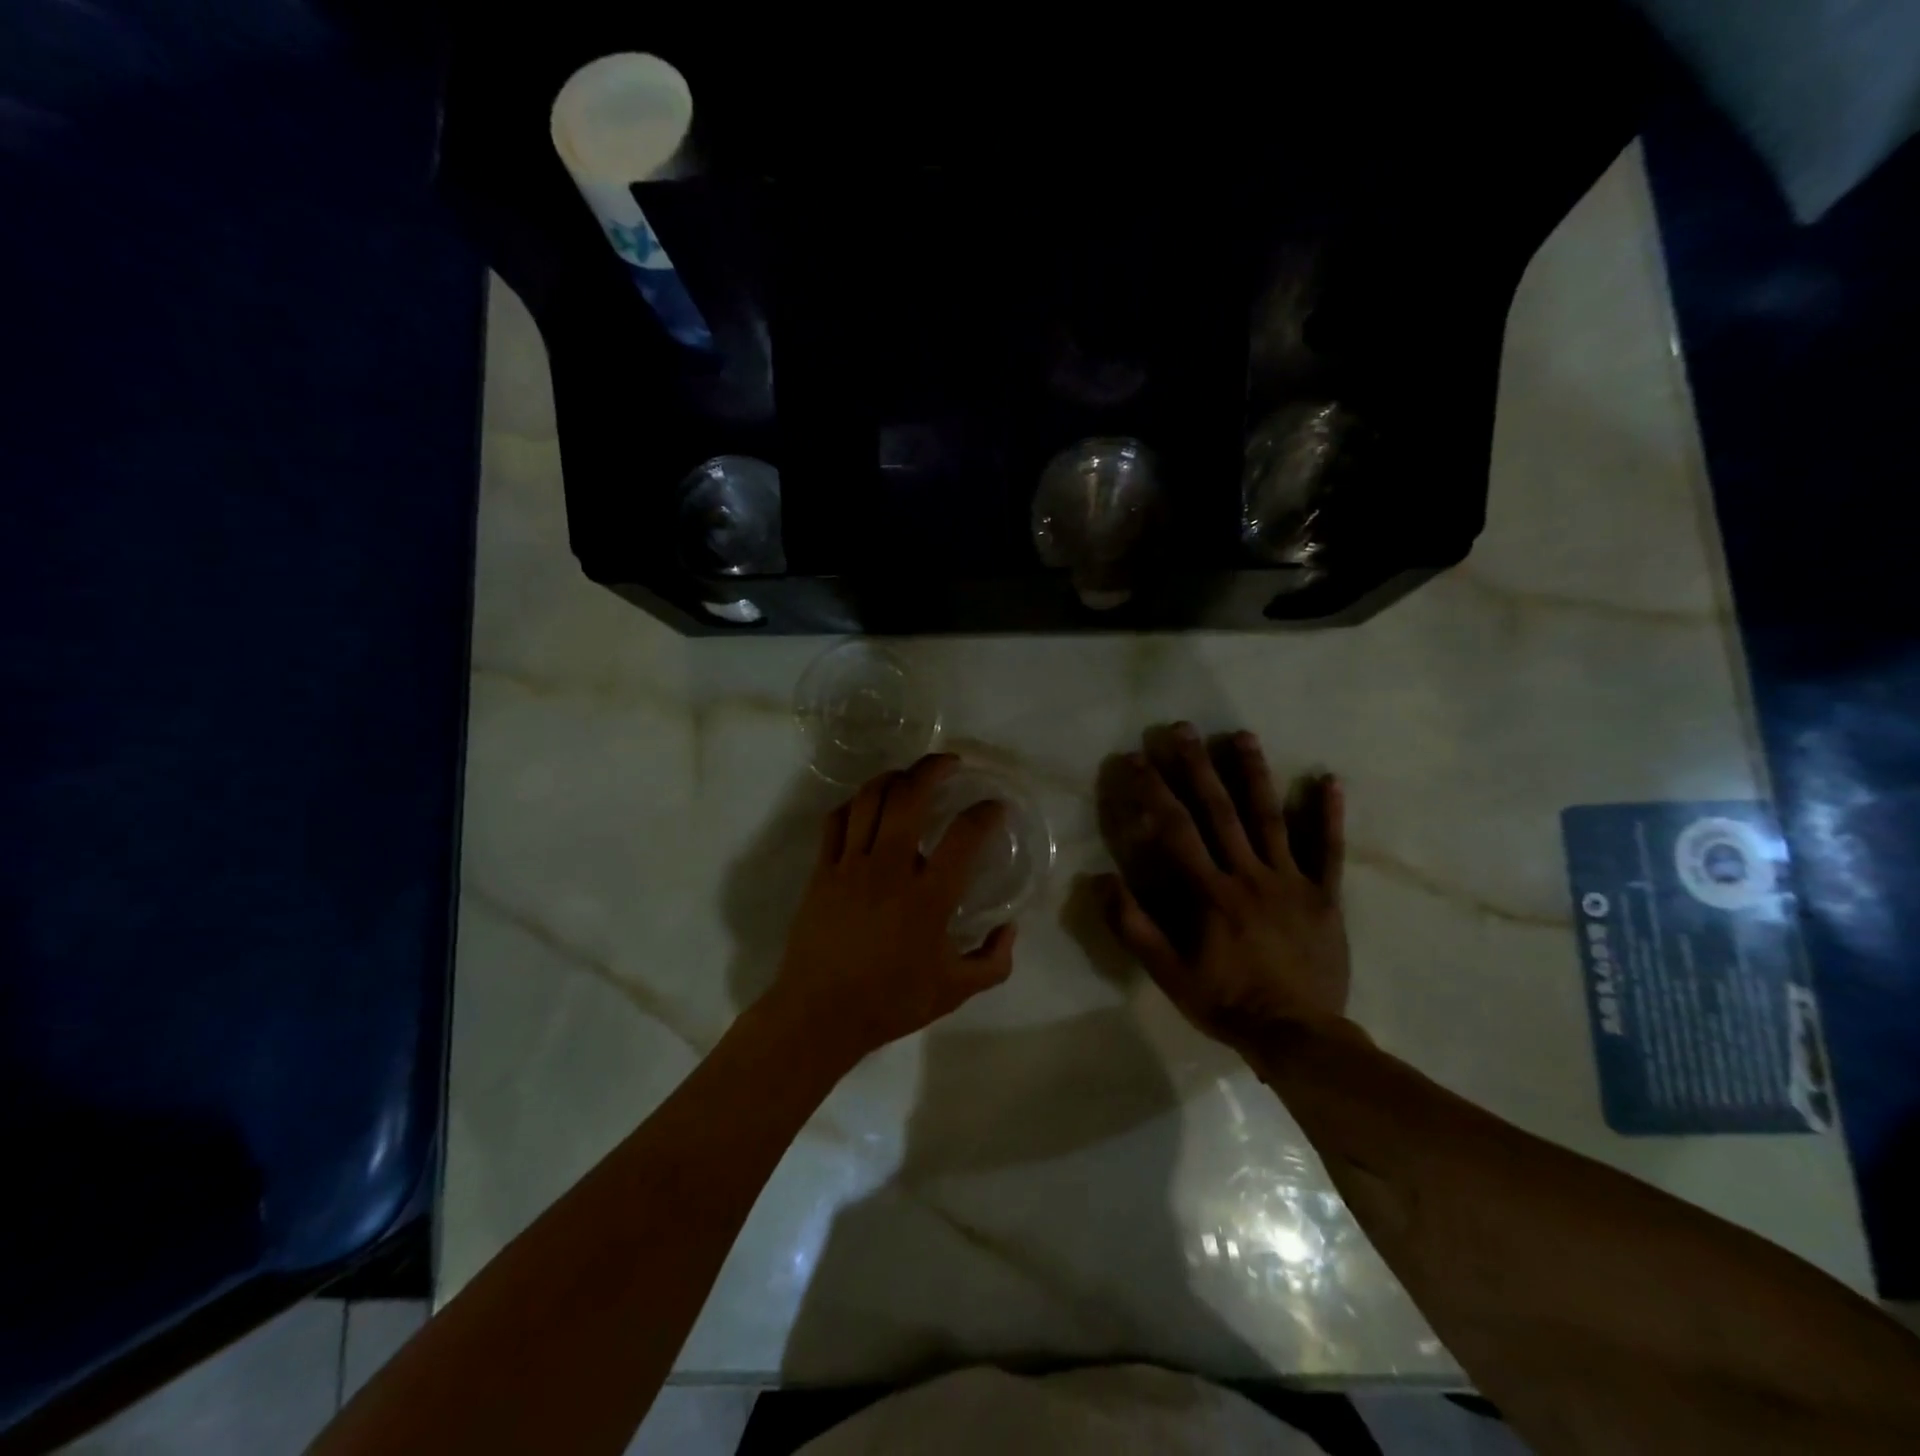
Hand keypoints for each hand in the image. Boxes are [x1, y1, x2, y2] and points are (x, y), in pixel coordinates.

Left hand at [769, 754, 1016, 1064]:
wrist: (819, 1015)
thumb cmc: (890, 1002)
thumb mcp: (954, 992)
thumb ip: (993, 962)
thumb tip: (1011, 929)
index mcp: (928, 897)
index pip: (964, 837)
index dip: (985, 813)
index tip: (996, 806)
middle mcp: (890, 869)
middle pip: (910, 798)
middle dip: (932, 769)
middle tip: (951, 763)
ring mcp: (851, 865)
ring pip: (869, 799)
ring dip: (893, 778)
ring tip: (909, 775)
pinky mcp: (822, 871)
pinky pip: (836, 821)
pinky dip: (855, 803)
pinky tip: (866, 804)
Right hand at [1094, 723, 1348, 1050]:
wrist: (1299, 1036)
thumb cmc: (1227, 1002)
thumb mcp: (1168, 974)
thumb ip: (1134, 927)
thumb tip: (1103, 880)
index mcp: (1210, 893)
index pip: (1176, 830)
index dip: (1155, 791)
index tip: (1138, 759)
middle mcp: (1249, 875)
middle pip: (1221, 811)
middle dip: (1198, 766)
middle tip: (1183, 728)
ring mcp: (1291, 881)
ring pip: (1271, 818)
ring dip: (1254, 774)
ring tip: (1242, 736)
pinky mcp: (1324, 895)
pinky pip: (1329, 850)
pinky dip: (1329, 814)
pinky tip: (1328, 780)